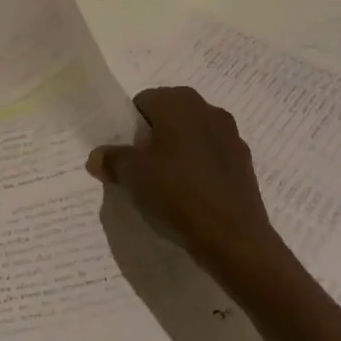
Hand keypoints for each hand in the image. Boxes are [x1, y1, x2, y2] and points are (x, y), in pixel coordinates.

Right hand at [87, 86, 277, 271]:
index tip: (125, 152)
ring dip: (178, 152)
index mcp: (179, 102)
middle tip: (141, 167)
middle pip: (170, 117)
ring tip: (166, 184)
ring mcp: (231, 136)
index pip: (144, 102)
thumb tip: (96, 157)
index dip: (130, 126)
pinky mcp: (245, 163)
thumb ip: (111, 159)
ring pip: (192, 137)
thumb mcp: (132, 175)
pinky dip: (200, 169)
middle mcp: (208, 110)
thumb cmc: (177, 192)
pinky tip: (191, 196)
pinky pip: (212, 158)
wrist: (234, 238)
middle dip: (154, 137)